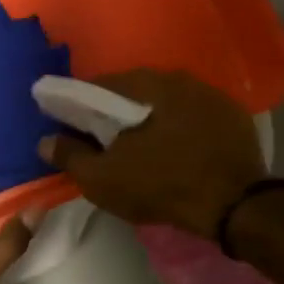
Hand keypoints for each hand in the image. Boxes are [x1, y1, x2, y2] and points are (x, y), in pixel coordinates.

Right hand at [38, 69, 267, 238]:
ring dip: (152, 119)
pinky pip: (195, 117)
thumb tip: (47, 140)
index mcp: (147, 84)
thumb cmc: (163, 186)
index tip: (74, 128)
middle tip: (106, 141)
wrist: (236, 205)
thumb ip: (71, 156)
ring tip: (142, 148)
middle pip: (137, 92)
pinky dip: (181, 129)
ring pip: (168, 103)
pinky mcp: (235, 117)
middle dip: (117, 113)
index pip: (101, 85)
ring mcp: (213, 96)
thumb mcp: (105, 179)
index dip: (81, 107)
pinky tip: (178, 150)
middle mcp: (181, 78)